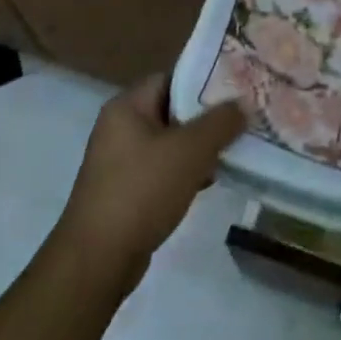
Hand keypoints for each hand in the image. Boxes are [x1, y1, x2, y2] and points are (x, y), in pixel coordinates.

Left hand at [53, 74, 244, 288]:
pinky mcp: (123, 193)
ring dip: (198, 148)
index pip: (172, 78)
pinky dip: (184, 172)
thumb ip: (221, 122)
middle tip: (241, 119)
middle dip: (206, 117)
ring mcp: (119, 162)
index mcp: (127, 106)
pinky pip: (161, 170)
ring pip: (169, 143)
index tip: (236, 89)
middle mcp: (119, 127)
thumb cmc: (142, 191)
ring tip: (232, 150)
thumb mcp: (190, 150)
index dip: (204, 81)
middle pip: (172, 110)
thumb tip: (243, 104)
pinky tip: (209, 181)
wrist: (97, 261)